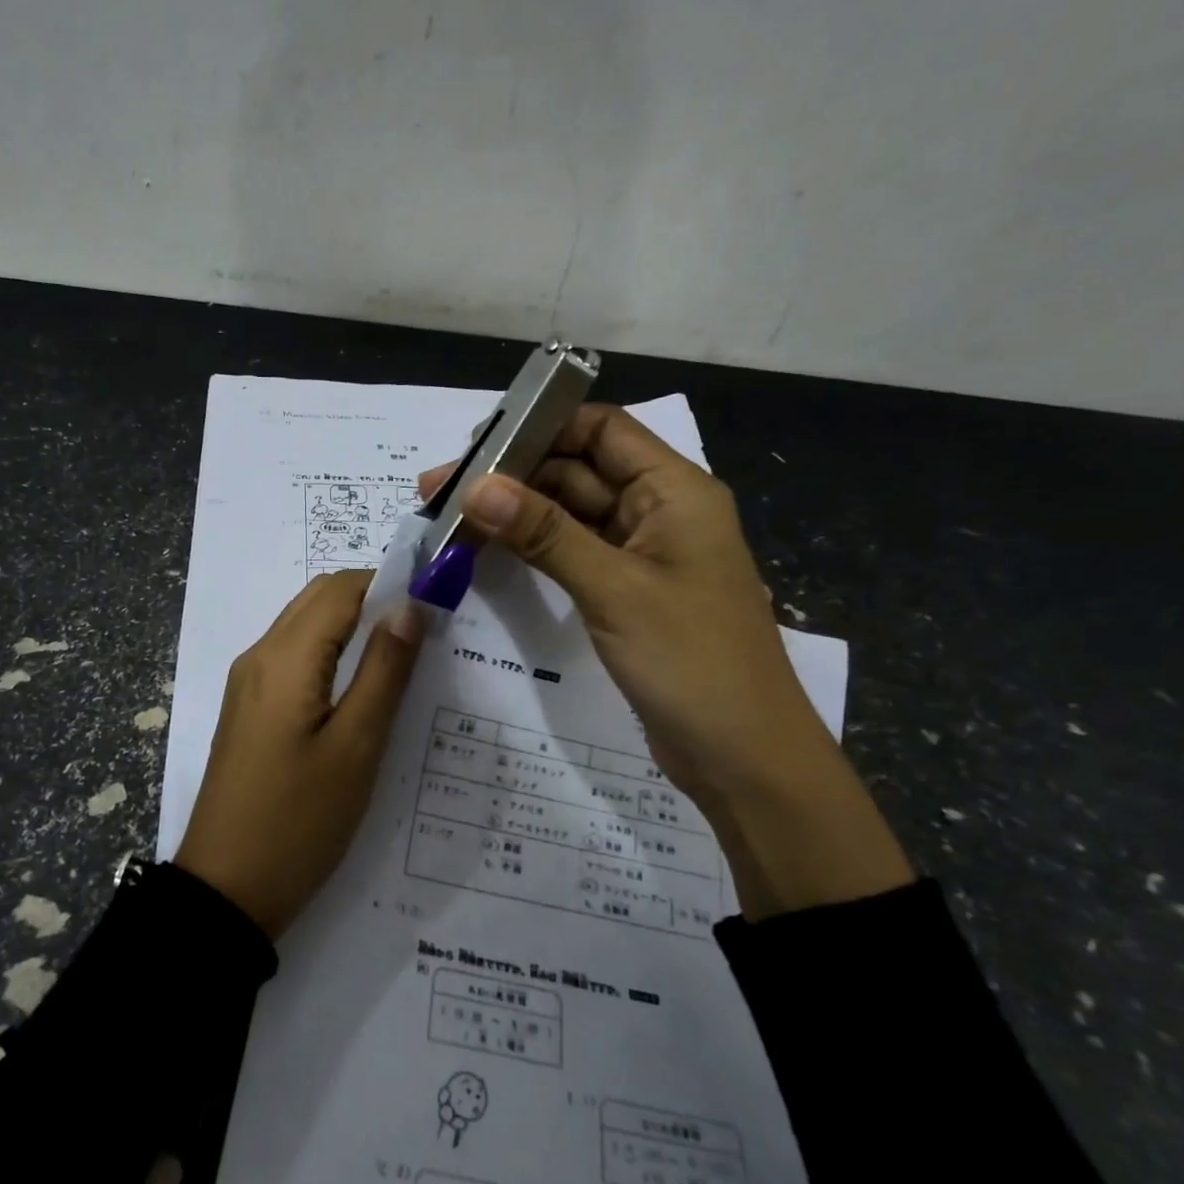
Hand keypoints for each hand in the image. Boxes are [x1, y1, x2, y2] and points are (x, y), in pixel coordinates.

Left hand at [176, 570, 423, 937]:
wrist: (226, 889)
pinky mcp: (248, 709)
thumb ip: (384, 671)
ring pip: (304, 627)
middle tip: (422, 633)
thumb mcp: (356, 747)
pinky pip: (293, 659)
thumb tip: (408, 608)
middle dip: (372, 601)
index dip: (390, 584)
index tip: (435, 604)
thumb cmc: (299, 820)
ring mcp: (248, 683)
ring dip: (351, 627)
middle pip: (319, 600)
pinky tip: (359, 688)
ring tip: (399, 660)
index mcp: (284, 657)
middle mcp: (259, 656)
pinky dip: (329, 654)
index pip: (341, 589)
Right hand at [420, 405, 910, 918]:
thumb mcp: (613, 588)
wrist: (742, 756)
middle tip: (441, 490)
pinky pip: (572, 553)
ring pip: (570, 514)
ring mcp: (641, 555)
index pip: (601, 430)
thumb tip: (475, 486)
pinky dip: (532, 549)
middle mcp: (658, 512)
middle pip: (578, 470)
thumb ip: (544, 533)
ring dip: (517, 513)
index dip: (540, 426)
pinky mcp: (625, 593)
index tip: (476, 444)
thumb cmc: (691, 661)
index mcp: (675, 491)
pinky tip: (486, 551)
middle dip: (513, 475)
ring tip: (450, 518)